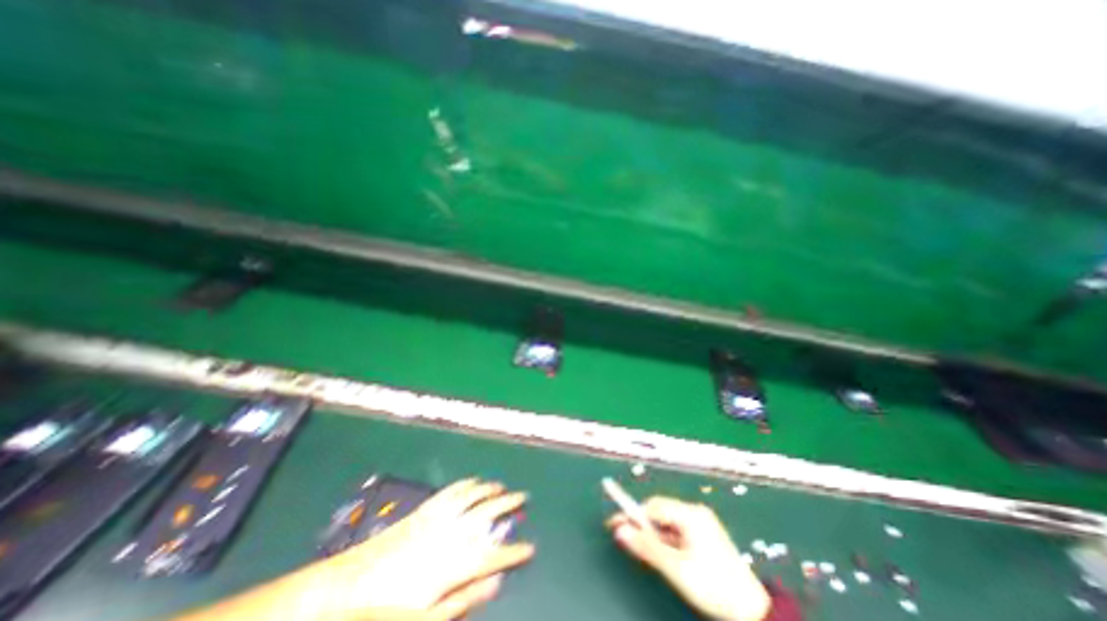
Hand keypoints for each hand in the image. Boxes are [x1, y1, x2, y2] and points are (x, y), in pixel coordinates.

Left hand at [307, 478, 538, 617]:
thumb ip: (463, 599)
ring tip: (504, 485)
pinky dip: (467, 484)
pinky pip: (451, 491)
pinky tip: (475, 481)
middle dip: (508, 505)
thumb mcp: (424, 618)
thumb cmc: (383, 612)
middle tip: (525, 498)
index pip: (492, 555)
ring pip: (471, 496)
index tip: (531, 548)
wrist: (344, 588)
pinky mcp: (423, 510)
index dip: (514, 552)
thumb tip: (495, 583)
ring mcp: (435, 518)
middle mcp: (448, 534)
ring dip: (490, 489)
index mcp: (450, 564)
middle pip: (486, 514)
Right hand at [605, 494, 771, 620]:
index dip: (632, 514)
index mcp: (690, 514)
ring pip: (667, 521)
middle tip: (626, 538)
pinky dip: (666, 539)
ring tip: (645, 551)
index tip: (614, 524)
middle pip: (660, 511)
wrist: (753, 612)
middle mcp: (696, 512)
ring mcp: (702, 522)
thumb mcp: (676, 568)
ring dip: (654, 533)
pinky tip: (664, 554)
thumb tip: (620, 529)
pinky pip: (677, 530)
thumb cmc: (713, 587)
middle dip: (642, 524)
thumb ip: (646, 547)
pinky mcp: (705, 533)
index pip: (653, 506)